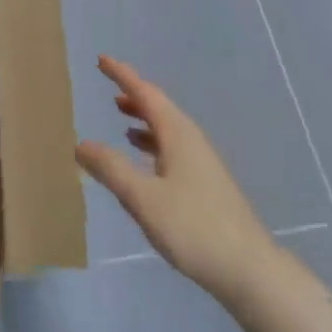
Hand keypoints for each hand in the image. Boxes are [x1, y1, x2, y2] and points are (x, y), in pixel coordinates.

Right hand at [75, 56, 278, 306]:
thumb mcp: (142, 198)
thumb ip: (110, 169)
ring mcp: (202, 163)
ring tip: (121, 119)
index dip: (122, 75)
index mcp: (177, 134)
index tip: (101, 60)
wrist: (250, 271)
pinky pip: (173, 148)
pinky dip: (153, 143)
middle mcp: (191, 140)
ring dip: (144, 119)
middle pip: (159, 107)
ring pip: (167, 129)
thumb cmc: (193, 228)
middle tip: (109, 86)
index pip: (145, 93)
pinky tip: (145, 162)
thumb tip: (81, 143)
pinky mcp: (207, 185)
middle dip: (133, 94)